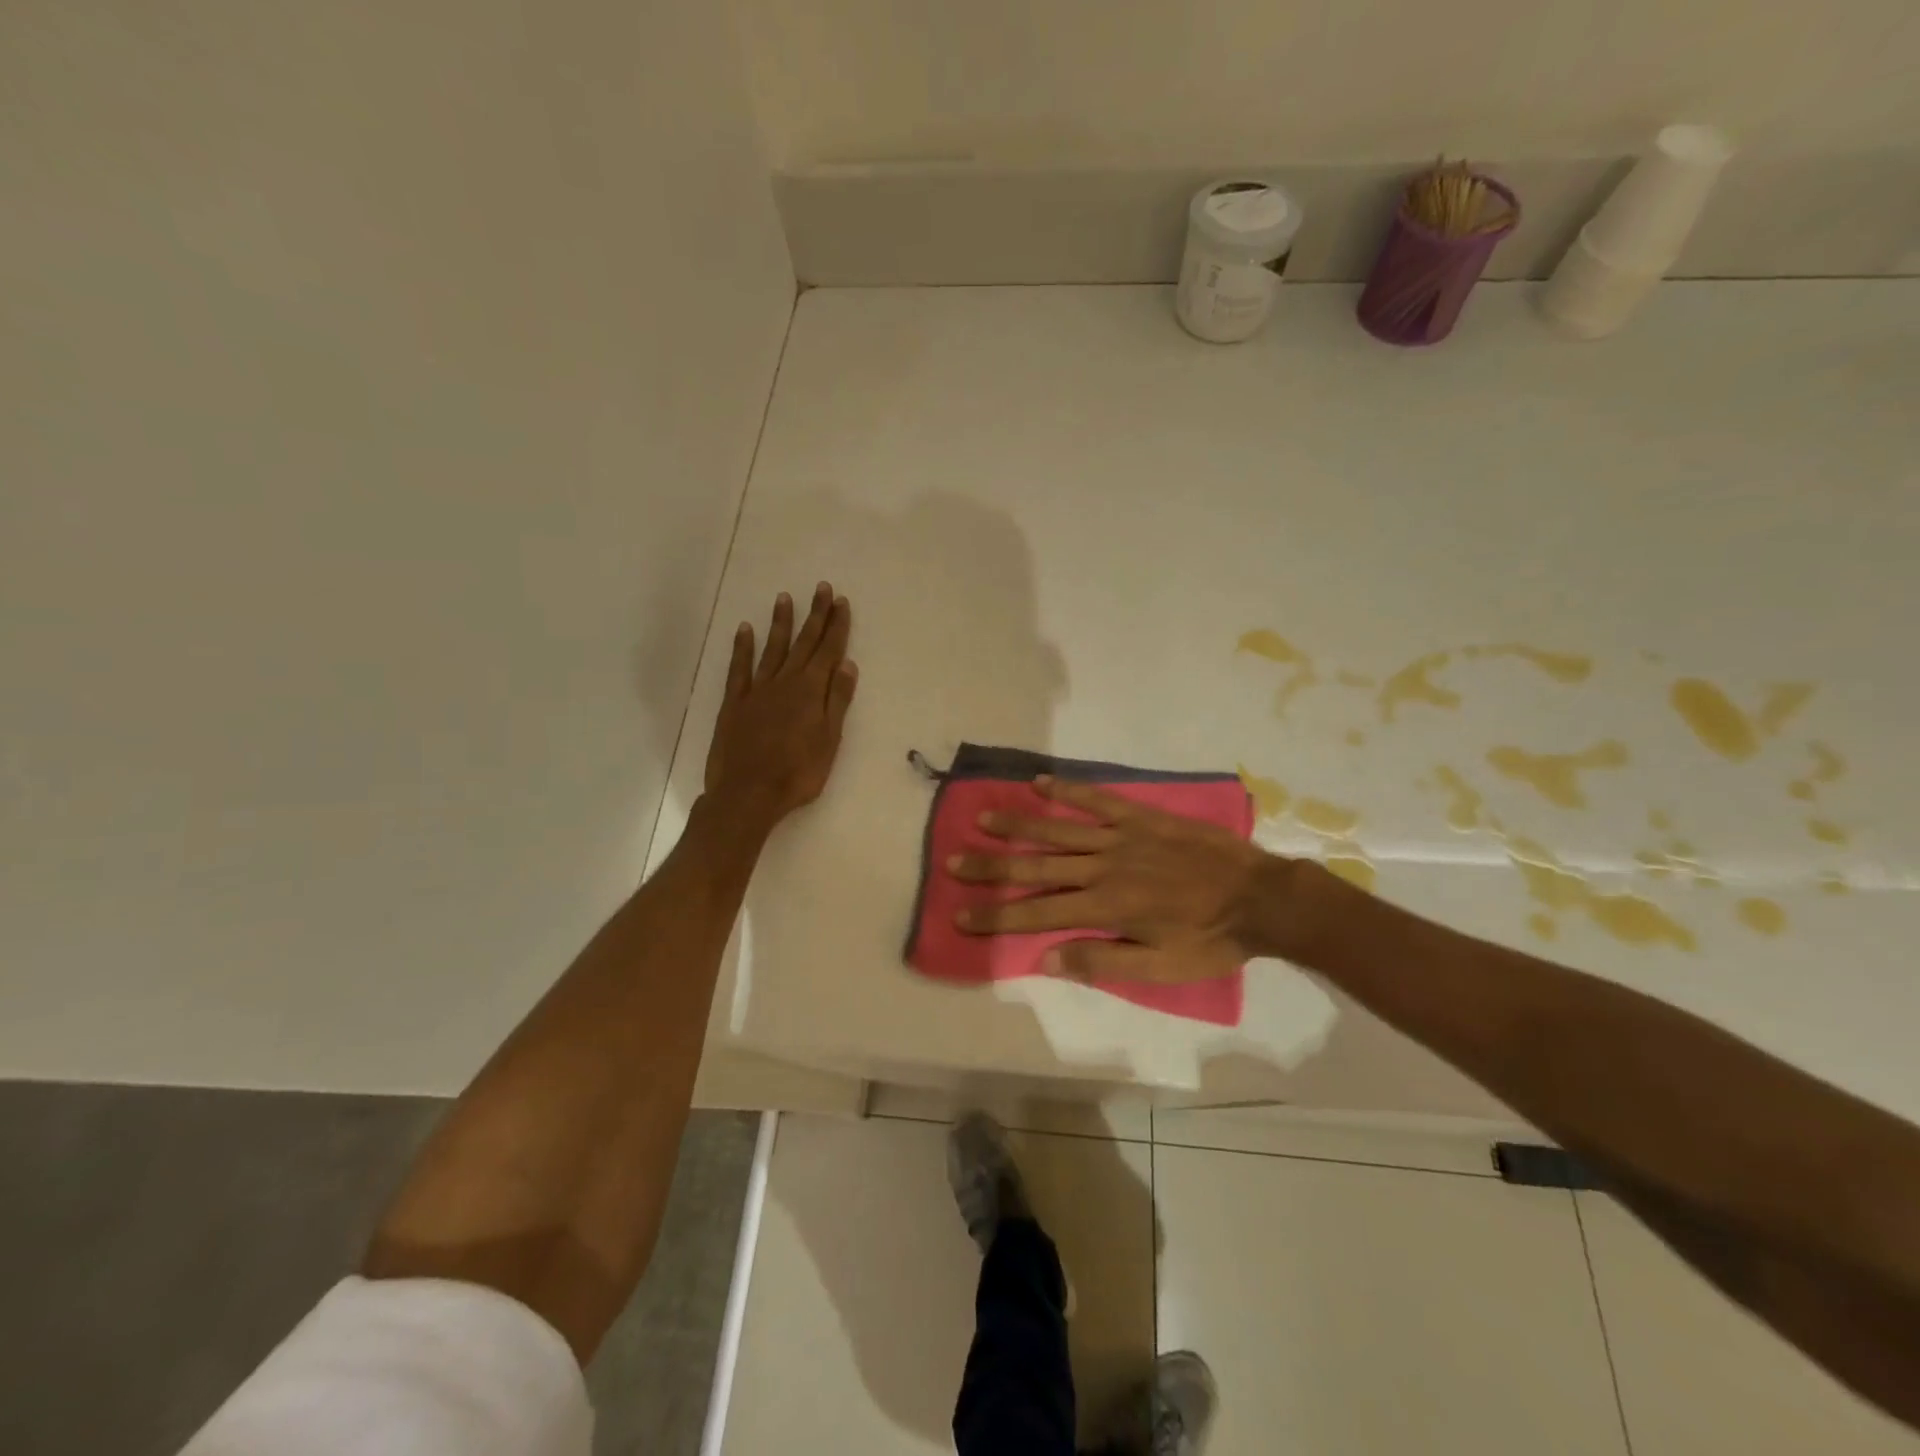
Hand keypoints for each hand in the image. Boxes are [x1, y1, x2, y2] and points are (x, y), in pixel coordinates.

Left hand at [702, 583, 857, 832]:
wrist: (748, 794)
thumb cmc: (797, 773)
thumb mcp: (829, 740)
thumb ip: (836, 701)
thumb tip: (846, 664)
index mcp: (810, 691)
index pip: (828, 651)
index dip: (836, 626)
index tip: (841, 602)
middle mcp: (784, 682)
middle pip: (803, 643)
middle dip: (815, 616)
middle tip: (821, 589)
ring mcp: (756, 690)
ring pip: (772, 649)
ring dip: (781, 623)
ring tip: (785, 598)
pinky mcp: (734, 703)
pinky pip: (739, 668)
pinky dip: (742, 647)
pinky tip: (745, 629)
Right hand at [949, 777, 1305, 982]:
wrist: (1260, 897)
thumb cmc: (1210, 939)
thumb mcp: (1160, 968)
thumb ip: (1101, 962)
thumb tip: (1046, 960)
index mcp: (1105, 907)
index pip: (1037, 912)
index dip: (996, 914)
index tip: (960, 914)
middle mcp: (1103, 867)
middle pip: (1036, 866)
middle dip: (992, 867)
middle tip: (953, 861)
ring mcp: (1121, 837)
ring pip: (1058, 829)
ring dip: (1019, 824)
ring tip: (983, 818)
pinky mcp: (1140, 817)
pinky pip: (1097, 799)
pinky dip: (1067, 790)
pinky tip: (1039, 782)